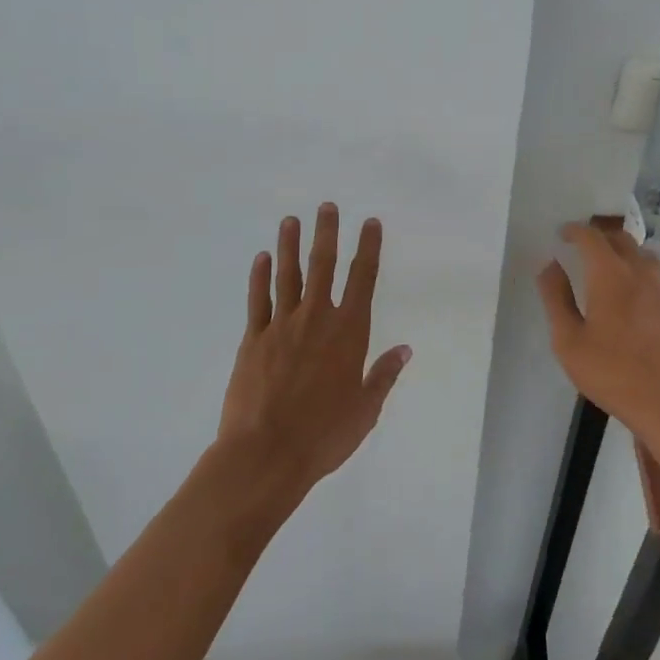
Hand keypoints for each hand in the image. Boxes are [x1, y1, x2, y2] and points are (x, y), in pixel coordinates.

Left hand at [218, 203, 410, 494]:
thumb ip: (384, 375)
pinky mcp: (253, 340)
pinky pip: (258, 300)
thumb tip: (405, 349)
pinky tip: (262, 258)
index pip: (362, 279)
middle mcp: (317, 319)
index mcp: (349, 332)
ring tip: (291, 220)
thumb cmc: (324, 435)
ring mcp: (282, 326)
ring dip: (290, 245)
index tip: (370, 223)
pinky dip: (260, 277)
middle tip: (327, 206)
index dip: (368, 248)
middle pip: (323, 266)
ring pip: (288, 276)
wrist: (265, 454)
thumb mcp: (366, 409)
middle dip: (327, 233)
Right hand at [535, 222, 659, 447]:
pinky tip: (638, 305)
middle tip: (584, 250)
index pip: (591, 236)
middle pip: (622, 240)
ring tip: (610, 272)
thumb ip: (556, 299)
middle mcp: (643, 272)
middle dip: (600, 238)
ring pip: (645, 258)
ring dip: (625, 256)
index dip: (575, 230)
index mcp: (611, 274)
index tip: (563, 234)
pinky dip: (643, 281)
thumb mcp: (569, 342)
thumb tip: (549, 265)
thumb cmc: (614, 374)